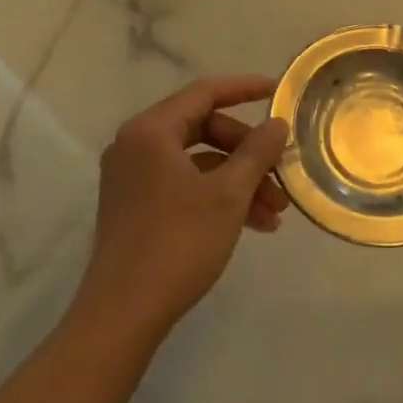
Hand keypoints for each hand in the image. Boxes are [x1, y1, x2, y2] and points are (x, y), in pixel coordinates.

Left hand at [76, 75, 289, 339]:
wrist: (123, 314)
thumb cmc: (178, 243)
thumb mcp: (228, 194)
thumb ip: (256, 152)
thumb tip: (277, 124)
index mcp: (151, 130)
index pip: (205, 92)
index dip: (244, 88)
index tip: (277, 90)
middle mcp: (136, 145)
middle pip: (203, 129)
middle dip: (247, 152)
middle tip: (280, 172)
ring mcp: (133, 177)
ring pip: (197, 163)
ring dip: (239, 181)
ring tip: (276, 212)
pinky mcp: (135, 206)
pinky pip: (184, 185)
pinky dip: (217, 197)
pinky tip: (253, 225)